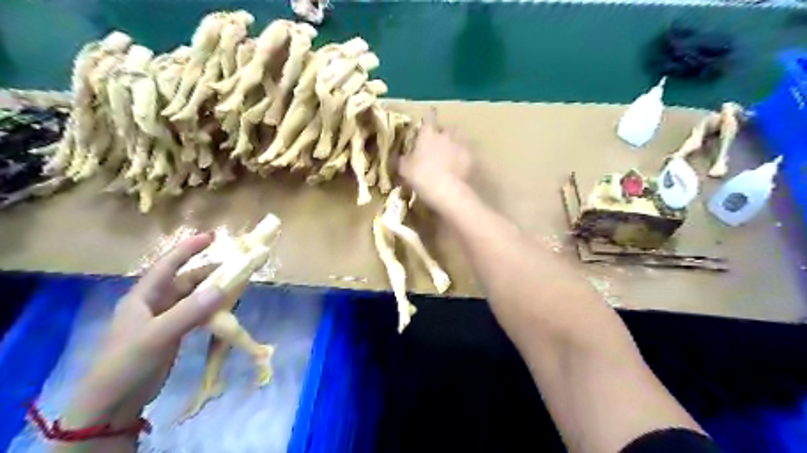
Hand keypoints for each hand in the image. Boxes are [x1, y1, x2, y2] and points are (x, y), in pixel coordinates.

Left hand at [55, 233, 225, 449]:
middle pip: (185, 280)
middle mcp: (154, 303)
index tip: (213, 236)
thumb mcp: (157, 335)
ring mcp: (163, 320)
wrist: (112, 404)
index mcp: (143, 297)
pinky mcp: (172, 334)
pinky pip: (195, 314)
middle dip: (209, 272)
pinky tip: (224, 311)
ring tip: (235, 287)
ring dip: (212, 291)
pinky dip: (210, 309)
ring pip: (192, 297)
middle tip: (236, 268)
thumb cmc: (127, 363)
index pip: (168, 265)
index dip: (188, 248)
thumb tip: (222, 288)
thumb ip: (189, 312)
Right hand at [398, 117, 474, 209]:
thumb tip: (401, 156)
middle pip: (445, 128)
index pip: (428, 117)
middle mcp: (446, 134)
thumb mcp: (404, 169)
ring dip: (453, 145)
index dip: (428, 117)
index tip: (427, 119)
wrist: (447, 191)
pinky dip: (461, 158)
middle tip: (435, 145)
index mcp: (428, 134)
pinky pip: (465, 154)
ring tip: (449, 156)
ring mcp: (461, 145)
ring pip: (457, 139)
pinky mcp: (471, 158)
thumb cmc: (422, 176)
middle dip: (441, 134)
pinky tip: (457, 168)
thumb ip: (403, 159)